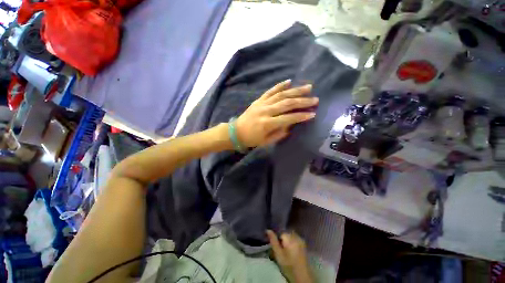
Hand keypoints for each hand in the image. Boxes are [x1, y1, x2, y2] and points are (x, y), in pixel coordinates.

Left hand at [235, 80, 317, 147]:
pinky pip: (270, 91)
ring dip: (295, 90)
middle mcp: (266, 111)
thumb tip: (291, 125)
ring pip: (281, 95)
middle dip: (302, 101)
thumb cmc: (252, 139)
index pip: (288, 118)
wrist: (236, 132)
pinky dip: (280, 85)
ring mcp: (262, 103)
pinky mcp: (259, 100)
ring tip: (308, 87)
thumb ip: (279, 134)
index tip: (313, 114)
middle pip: (287, 104)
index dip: (301, 116)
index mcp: (267, 123)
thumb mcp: (266, 141)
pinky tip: (289, 81)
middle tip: (315, 99)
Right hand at [267, 230, 313, 282]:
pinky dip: (293, 243)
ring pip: (291, 236)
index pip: (280, 233)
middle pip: (286, 234)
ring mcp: (301, 240)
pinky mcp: (304, 244)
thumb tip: (267, 230)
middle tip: (281, 251)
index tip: (277, 249)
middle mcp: (296, 236)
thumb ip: (273, 241)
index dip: (278, 241)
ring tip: (287, 252)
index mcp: (289, 237)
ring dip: (288, 241)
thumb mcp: (278, 254)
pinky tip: (292, 252)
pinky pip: (295, 239)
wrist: (301, 275)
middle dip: (283, 240)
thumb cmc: (288, 265)